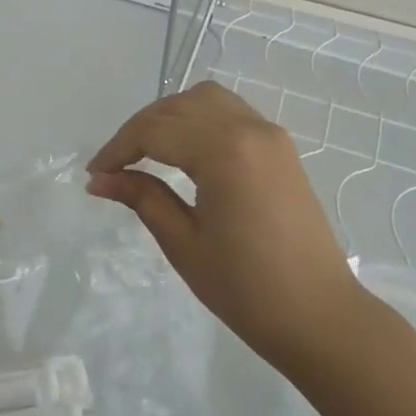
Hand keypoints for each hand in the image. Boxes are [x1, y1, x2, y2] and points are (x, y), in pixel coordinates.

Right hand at [87, 82, 361, 375]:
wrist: (320, 316)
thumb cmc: (246, 289)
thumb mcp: (184, 243)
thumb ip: (142, 198)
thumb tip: (99, 179)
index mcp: (224, 152)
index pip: (155, 130)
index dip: (118, 148)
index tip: (94, 173)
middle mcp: (249, 128)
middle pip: (178, 107)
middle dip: (139, 129)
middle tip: (114, 165)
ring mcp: (270, 134)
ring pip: (206, 99)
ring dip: (169, 116)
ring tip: (146, 150)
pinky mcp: (280, 146)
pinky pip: (230, 112)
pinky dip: (198, 118)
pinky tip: (183, 148)